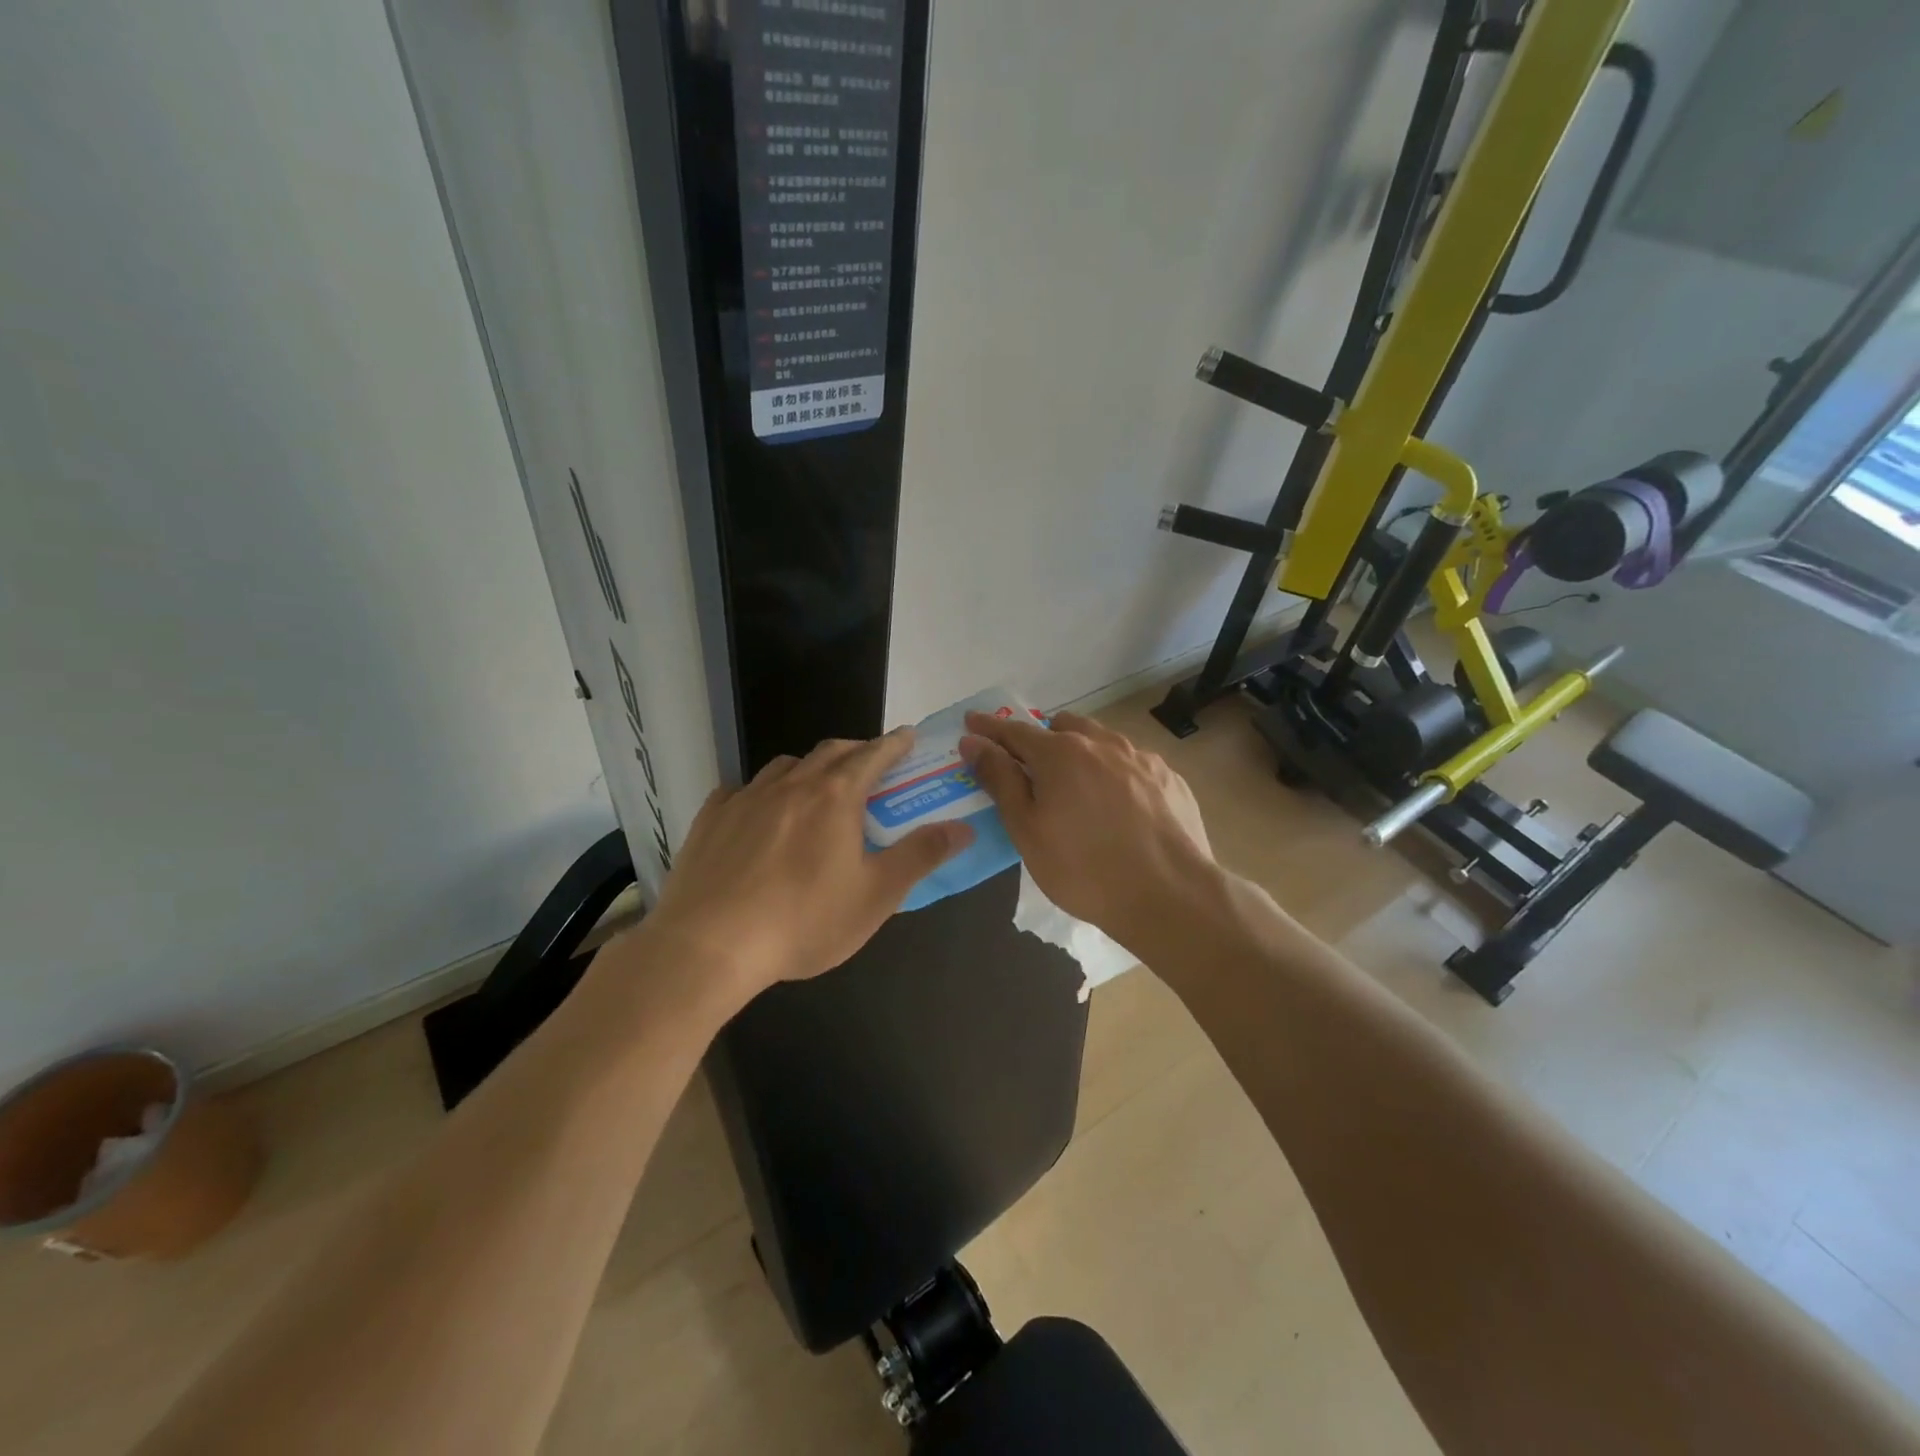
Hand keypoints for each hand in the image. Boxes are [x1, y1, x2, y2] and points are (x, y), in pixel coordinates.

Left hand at [638, 730, 971, 1010]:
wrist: (709, 945)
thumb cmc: (804, 921)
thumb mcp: (876, 895)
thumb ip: (920, 855)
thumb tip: (961, 827)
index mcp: (835, 797)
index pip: (874, 755)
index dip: (895, 744)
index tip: (908, 737)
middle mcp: (791, 784)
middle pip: (830, 752)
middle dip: (856, 751)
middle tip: (870, 766)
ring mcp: (746, 798)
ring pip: (785, 766)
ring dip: (809, 769)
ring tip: (816, 790)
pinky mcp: (710, 818)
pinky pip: (741, 790)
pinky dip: (761, 793)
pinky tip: (758, 814)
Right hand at [959, 710, 1215, 950]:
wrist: (1170, 895)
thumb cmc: (1084, 868)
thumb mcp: (1028, 830)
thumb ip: (1000, 780)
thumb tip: (974, 742)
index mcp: (1061, 753)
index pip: (1014, 730)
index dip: (989, 728)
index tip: (971, 722)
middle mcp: (1102, 743)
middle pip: (1062, 727)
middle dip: (1041, 739)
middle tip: (1031, 768)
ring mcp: (1141, 758)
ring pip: (1101, 741)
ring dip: (1081, 752)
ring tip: (1077, 786)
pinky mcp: (1170, 778)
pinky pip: (1131, 764)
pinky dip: (1115, 773)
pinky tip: (1119, 806)